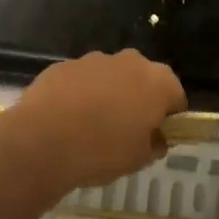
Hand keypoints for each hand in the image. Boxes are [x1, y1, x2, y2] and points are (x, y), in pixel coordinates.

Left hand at [0, 50, 185, 201]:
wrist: (41, 141)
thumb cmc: (101, 150)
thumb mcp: (139, 159)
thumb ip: (155, 144)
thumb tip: (156, 138)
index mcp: (157, 81)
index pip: (176, 96)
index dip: (169, 118)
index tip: (157, 136)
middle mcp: (130, 61)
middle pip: (143, 79)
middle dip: (139, 100)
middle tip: (126, 131)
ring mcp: (93, 59)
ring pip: (111, 77)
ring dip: (108, 95)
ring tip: (92, 127)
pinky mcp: (63, 65)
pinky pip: (81, 81)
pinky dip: (79, 95)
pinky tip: (67, 120)